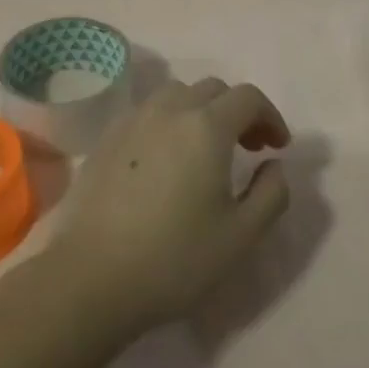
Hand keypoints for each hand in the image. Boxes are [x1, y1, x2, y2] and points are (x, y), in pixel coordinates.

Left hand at [41, 79, 291, 339]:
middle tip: (249, 148)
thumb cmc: (174, 259)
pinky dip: (169, 122)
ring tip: (206, 150)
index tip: (277, 147)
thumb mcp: (241, 236)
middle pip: (213, 89)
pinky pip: (148, 112)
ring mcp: (133, 120)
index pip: (248, 97)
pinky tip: (166, 160)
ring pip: (177, 95)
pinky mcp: (107, 138)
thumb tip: (274, 165)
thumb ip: (271, 194)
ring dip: (201, 111)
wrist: (90, 278)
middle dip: (238, 111)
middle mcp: (169, 109)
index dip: (270, 117)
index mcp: (206, 126)